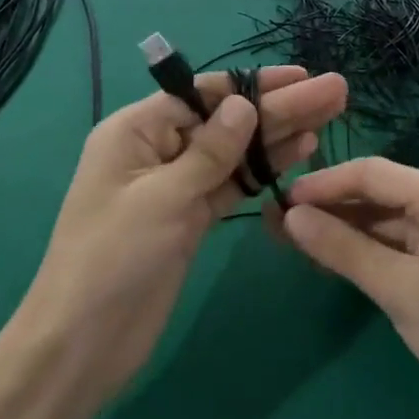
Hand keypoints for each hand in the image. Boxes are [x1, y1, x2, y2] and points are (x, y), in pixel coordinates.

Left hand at [17, 66, 347, 413]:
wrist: (84, 343)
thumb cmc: (113, 257)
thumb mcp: (162, 197)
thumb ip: (209, 151)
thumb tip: (243, 104)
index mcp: (136, 130)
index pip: (202, 94)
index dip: (253, 84)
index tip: (300, 75)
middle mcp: (158, 149)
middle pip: (226, 120)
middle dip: (279, 106)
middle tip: (334, 91)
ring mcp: (176, 185)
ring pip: (235, 151)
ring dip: (279, 135)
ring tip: (329, 115)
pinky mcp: (191, 218)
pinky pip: (231, 184)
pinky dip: (263, 170)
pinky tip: (301, 151)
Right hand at [283, 158, 418, 418]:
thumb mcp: (400, 290)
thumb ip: (343, 249)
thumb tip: (290, 216)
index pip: (371, 174)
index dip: (323, 184)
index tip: (280, 200)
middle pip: (375, 193)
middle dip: (327, 208)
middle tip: (276, 223)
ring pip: (380, 220)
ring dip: (339, 230)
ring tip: (290, 240)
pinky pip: (392, 244)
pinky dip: (360, 250)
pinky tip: (325, 259)